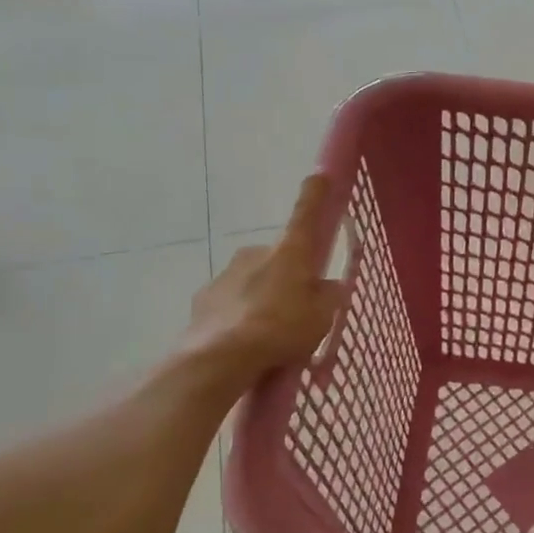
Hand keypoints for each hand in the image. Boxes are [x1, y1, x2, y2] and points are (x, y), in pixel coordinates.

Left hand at [174, 176, 342, 395]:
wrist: (220, 358)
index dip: (315, 194)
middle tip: (298, 309)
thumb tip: (329, 287)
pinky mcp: (204, 298)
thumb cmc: (281, 329)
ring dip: (263, 298)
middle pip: (279, 258)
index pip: (306, 214)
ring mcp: (226, 274)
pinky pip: (232, 302)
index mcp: (289, 252)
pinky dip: (240, 315)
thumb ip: (329, 297)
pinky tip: (245, 342)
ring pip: (253, 280)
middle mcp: (255, 253)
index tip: (319, 174)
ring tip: (270, 335)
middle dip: (288, 276)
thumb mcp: (321, 317)